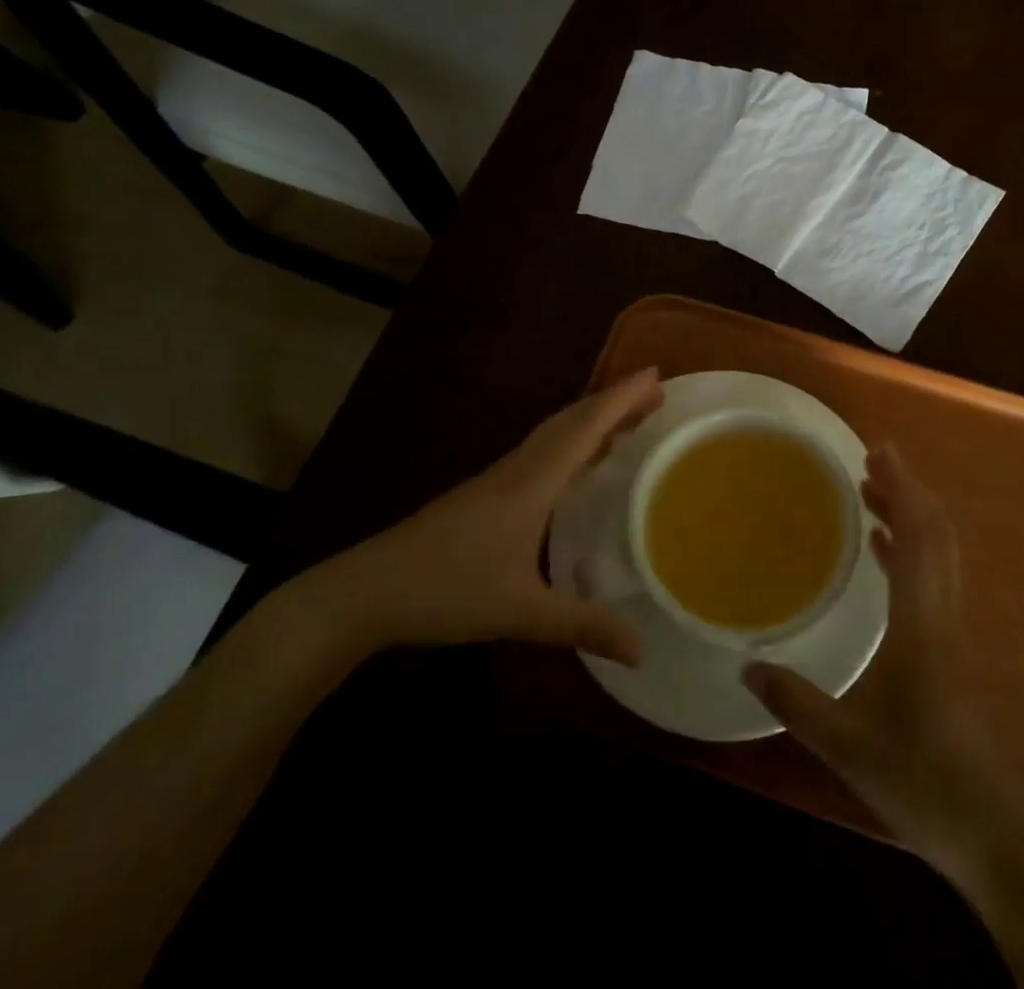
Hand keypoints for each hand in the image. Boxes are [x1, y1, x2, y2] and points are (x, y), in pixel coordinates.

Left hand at [306, 369, 662, 666]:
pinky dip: (569, 443)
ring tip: (626, 423)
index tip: (656, 375)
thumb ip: (582, 626)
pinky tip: (574, 467)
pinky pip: (540, 451)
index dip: (622, 399)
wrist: (368, 590)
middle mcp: (518, 468)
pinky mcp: (485, 493)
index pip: (585, 427)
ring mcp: (498, 479)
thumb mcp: (520, 613)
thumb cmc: (447, 590)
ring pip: (553, 434)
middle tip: (653, 396)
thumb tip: (641, 650)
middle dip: (613, 403)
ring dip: (590, 420)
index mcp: (532, 481)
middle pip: (571, 420)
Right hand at [744, 444, 1006, 866]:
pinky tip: (885, 551)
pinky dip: (911, 549)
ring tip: (873, 491)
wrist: (996, 834)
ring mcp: (952, 632)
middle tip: (871, 460)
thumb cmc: (923, 782)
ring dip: (911, 515)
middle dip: (907, 489)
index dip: (903, 489)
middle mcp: (943, 615)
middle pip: (936, 534)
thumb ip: (797, 702)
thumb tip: (747, 665)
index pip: (919, 537)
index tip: (879, 451)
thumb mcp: (848, 746)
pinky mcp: (952, 650)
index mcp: (922, 624)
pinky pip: (933, 578)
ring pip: (939, 553)